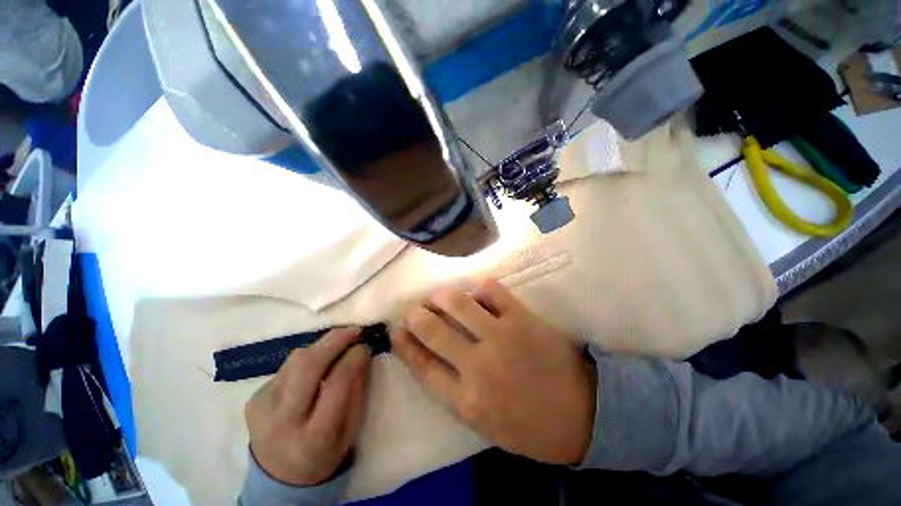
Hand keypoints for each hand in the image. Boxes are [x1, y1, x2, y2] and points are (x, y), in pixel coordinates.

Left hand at [245, 328, 370, 485]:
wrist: (279, 476)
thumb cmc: (325, 453)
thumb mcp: (350, 429)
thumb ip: (357, 390)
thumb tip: (362, 353)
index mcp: (314, 437)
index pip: (336, 384)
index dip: (353, 358)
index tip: (365, 345)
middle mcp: (283, 421)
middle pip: (309, 366)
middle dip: (335, 340)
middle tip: (354, 330)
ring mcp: (262, 408)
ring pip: (296, 360)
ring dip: (321, 345)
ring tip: (339, 341)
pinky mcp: (253, 398)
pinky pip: (286, 366)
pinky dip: (307, 357)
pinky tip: (318, 361)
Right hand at [390, 280, 595, 464]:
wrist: (583, 413)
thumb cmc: (530, 426)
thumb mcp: (484, 424)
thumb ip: (455, 392)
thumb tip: (433, 357)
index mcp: (466, 400)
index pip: (421, 365)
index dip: (404, 344)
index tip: (395, 329)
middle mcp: (477, 366)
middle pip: (432, 330)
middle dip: (415, 315)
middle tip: (412, 308)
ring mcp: (501, 337)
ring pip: (458, 303)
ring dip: (442, 296)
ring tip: (439, 297)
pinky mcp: (522, 318)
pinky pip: (492, 291)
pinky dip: (479, 288)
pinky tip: (476, 292)